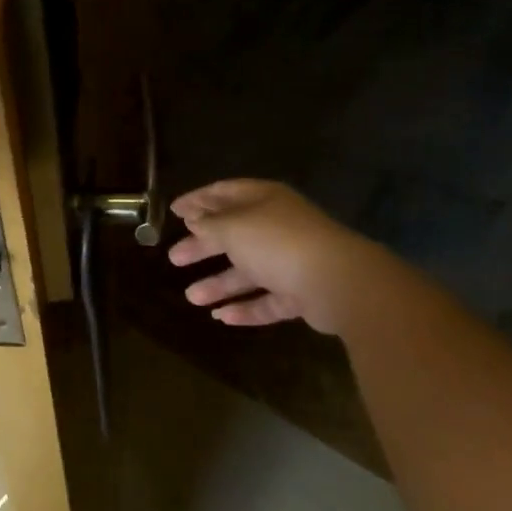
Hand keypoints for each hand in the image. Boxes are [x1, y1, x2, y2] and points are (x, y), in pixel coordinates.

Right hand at [168, 179, 380, 333]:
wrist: (337, 282)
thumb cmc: (277, 243)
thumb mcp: (233, 227)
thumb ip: (209, 224)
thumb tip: (195, 219)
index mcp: (264, 201)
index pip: (225, 193)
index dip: (198, 200)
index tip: (173, 212)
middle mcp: (278, 227)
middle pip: (234, 234)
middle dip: (203, 246)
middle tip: (174, 257)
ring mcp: (292, 261)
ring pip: (249, 271)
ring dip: (219, 283)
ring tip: (191, 297)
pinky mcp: (301, 293)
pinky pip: (267, 299)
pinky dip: (245, 307)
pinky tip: (221, 317)